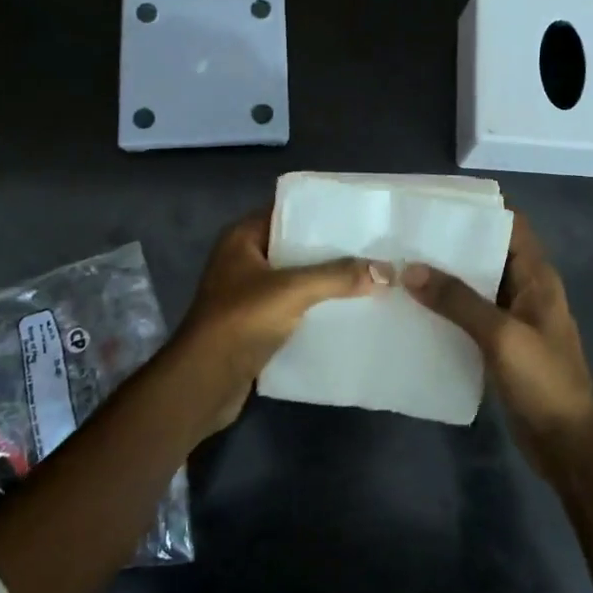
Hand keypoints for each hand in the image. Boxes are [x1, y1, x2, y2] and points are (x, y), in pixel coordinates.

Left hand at [171, 210, 381, 433]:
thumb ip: (338, 277)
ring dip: (325, 282)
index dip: (320, 213)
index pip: (286, 212)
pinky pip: (292, 308)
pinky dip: (315, 310)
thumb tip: (387, 270)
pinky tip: (347, 312)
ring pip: (295, 280)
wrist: (204, 381)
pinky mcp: (255, 325)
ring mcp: (247, 294)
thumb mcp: (293, 290)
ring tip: (368, 278)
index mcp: (242, 238)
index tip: (358, 216)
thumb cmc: (241, 320)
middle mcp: (242, 260)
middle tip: (372, 248)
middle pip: (293, 247)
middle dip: (330, 250)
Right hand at [402, 212, 592, 463]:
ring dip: (446, 278)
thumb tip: (412, 269)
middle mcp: (526, 291)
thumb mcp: (501, 336)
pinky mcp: (501, 345)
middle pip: (489, 253)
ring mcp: (514, 319)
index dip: (479, 211)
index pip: (511, 226)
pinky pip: (470, 316)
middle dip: (452, 244)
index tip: (437, 204)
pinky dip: (447, 309)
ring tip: (402, 266)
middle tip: (406, 236)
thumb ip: (458, 300)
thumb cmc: (543, 382)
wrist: (568, 444)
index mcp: (537, 278)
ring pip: (476, 286)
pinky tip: (415, 309)